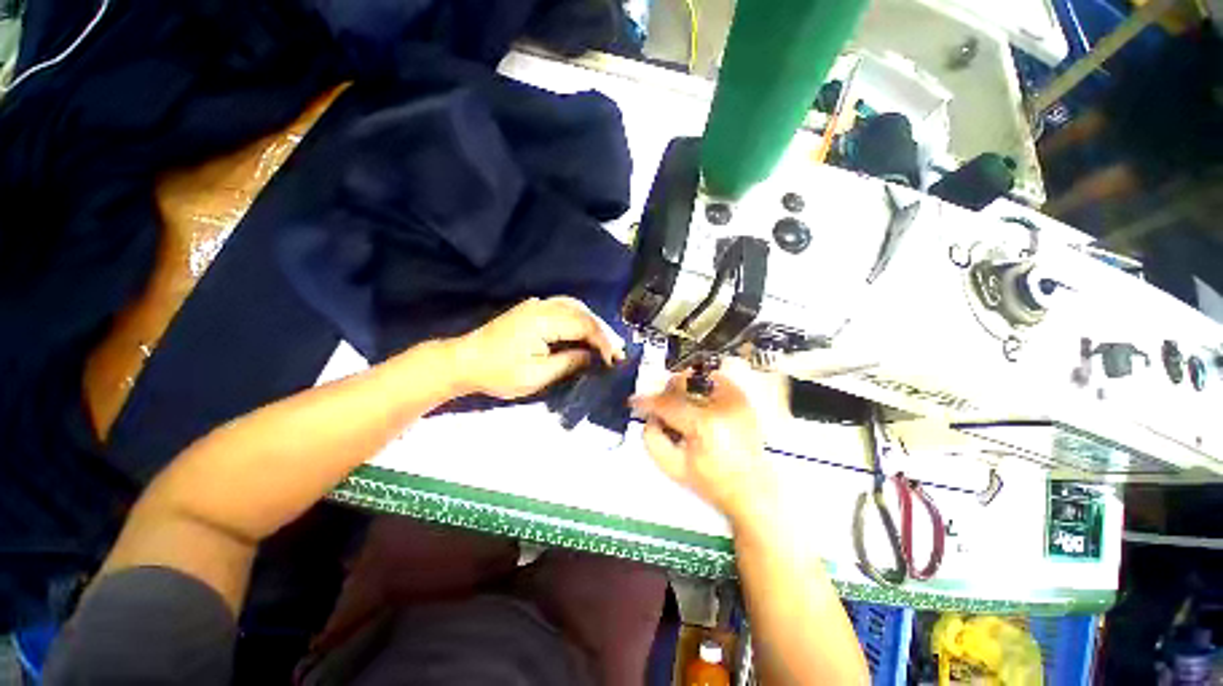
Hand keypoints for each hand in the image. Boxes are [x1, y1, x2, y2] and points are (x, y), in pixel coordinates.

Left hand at [454, 297, 624, 399]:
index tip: (616, 359)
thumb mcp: (536, 375)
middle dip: (602, 331)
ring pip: (575, 307)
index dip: (603, 341)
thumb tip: (593, 356)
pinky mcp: (533, 309)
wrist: (465, 361)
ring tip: (607, 341)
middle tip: (618, 350)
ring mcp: (536, 305)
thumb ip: (568, 362)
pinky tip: (586, 331)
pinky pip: (565, 308)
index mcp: (542, 320)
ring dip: (593, 323)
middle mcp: (542, 306)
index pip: (583, 325)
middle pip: (582, 312)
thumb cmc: (498, 373)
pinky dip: (580, 319)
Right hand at [631, 371, 776, 522]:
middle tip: (660, 409)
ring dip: (682, 390)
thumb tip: (650, 415)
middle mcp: (722, 404)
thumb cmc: (711, 483)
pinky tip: (698, 403)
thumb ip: (652, 437)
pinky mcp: (743, 398)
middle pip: (682, 383)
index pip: (667, 403)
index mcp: (704, 424)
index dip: (647, 401)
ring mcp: (735, 398)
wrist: (752, 491)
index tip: (634, 402)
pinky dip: (701, 387)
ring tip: (681, 408)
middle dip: (665, 393)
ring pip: (697, 377)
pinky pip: (715, 380)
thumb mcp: (672, 467)